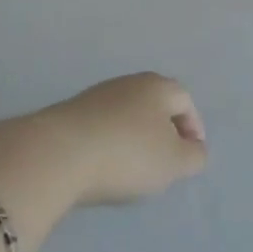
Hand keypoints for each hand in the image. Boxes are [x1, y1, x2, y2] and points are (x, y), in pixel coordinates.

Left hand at [34, 73, 208, 206]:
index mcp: (158, 86)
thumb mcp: (173, 163)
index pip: (185, 101)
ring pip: (127, 114)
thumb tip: (195, 149)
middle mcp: (129, 82)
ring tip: (133, 169)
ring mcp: (97, 95)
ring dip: (135, 137)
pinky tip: (103, 166)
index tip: (190, 156)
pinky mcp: (70, 113)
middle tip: (165, 161)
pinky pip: (101, 126)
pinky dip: (109, 143)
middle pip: (155, 104)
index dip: (193, 127)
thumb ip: (194, 156)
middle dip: (164, 130)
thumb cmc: (127, 155)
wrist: (58, 154)